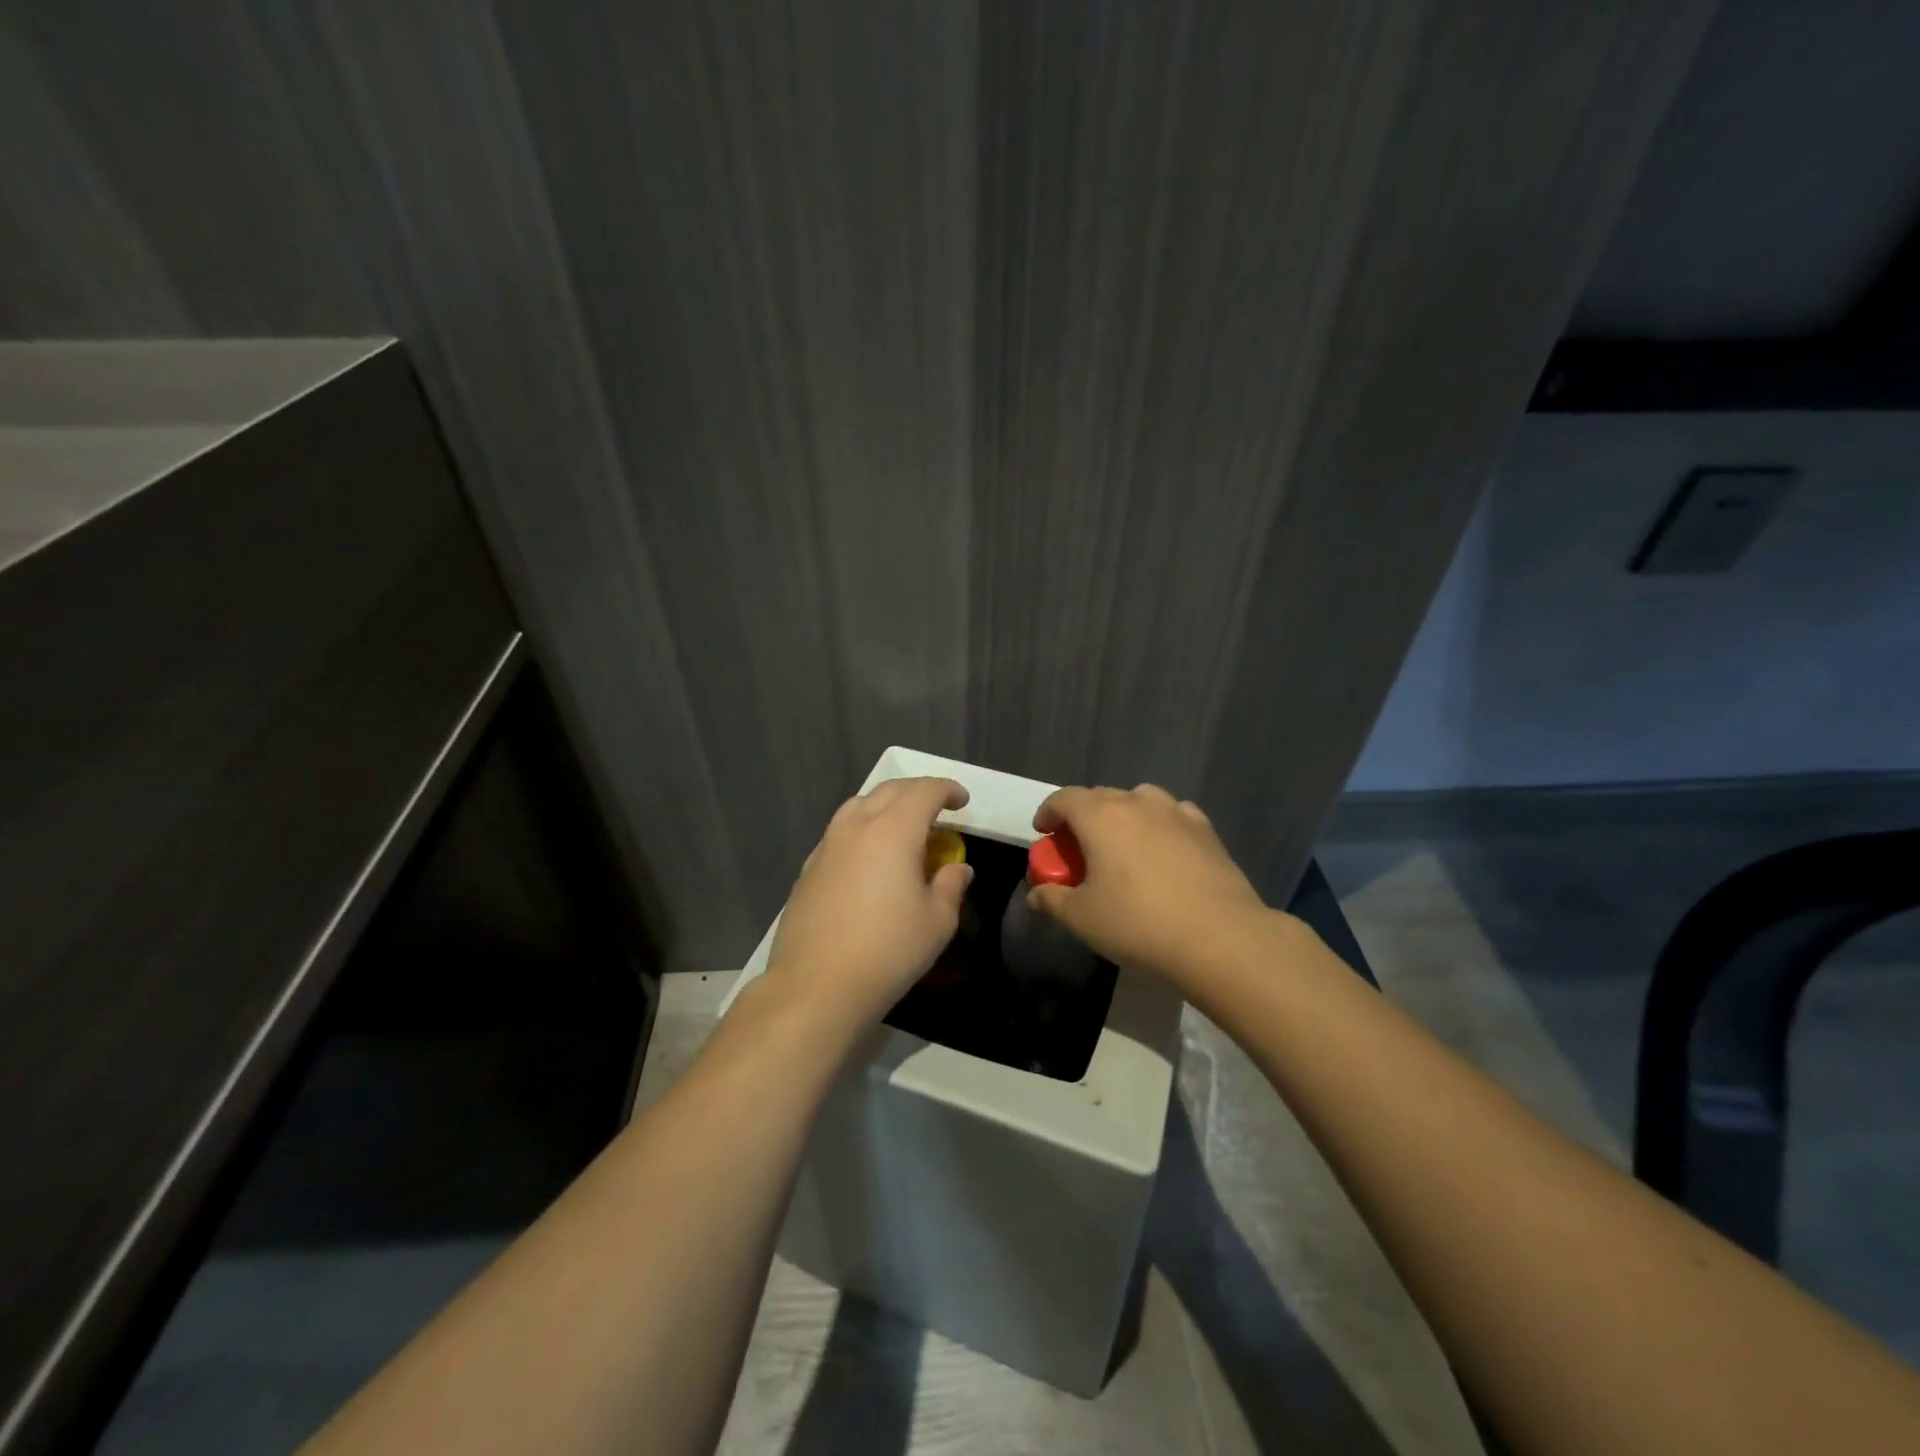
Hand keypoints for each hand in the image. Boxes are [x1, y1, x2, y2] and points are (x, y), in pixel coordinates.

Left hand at [763, 778, 973, 1029]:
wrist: (817, 986)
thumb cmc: (888, 951)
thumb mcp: (937, 921)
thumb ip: (951, 886)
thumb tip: (958, 868)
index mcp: (893, 830)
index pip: (924, 791)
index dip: (947, 789)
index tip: (961, 801)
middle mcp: (857, 826)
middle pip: (889, 790)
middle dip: (918, 792)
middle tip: (938, 810)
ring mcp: (827, 846)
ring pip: (859, 805)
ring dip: (886, 805)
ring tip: (902, 827)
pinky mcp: (808, 868)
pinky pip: (840, 831)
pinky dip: (862, 829)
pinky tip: (869, 858)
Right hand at [1028, 784, 1270, 984]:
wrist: (1221, 938)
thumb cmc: (1139, 924)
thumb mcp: (1082, 918)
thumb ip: (1052, 900)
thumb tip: (1037, 893)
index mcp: (1100, 816)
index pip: (1064, 798)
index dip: (1048, 813)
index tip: (1044, 833)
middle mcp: (1137, 802)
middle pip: (1099, 797)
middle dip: (1082, 817)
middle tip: (1078, 850)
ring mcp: (1176, 812)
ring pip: (1138, 800)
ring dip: (1122, 816)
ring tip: (1121, 847)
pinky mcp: (1206, 829)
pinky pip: (1171, 815)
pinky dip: (1158, 825)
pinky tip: (1162, 852)